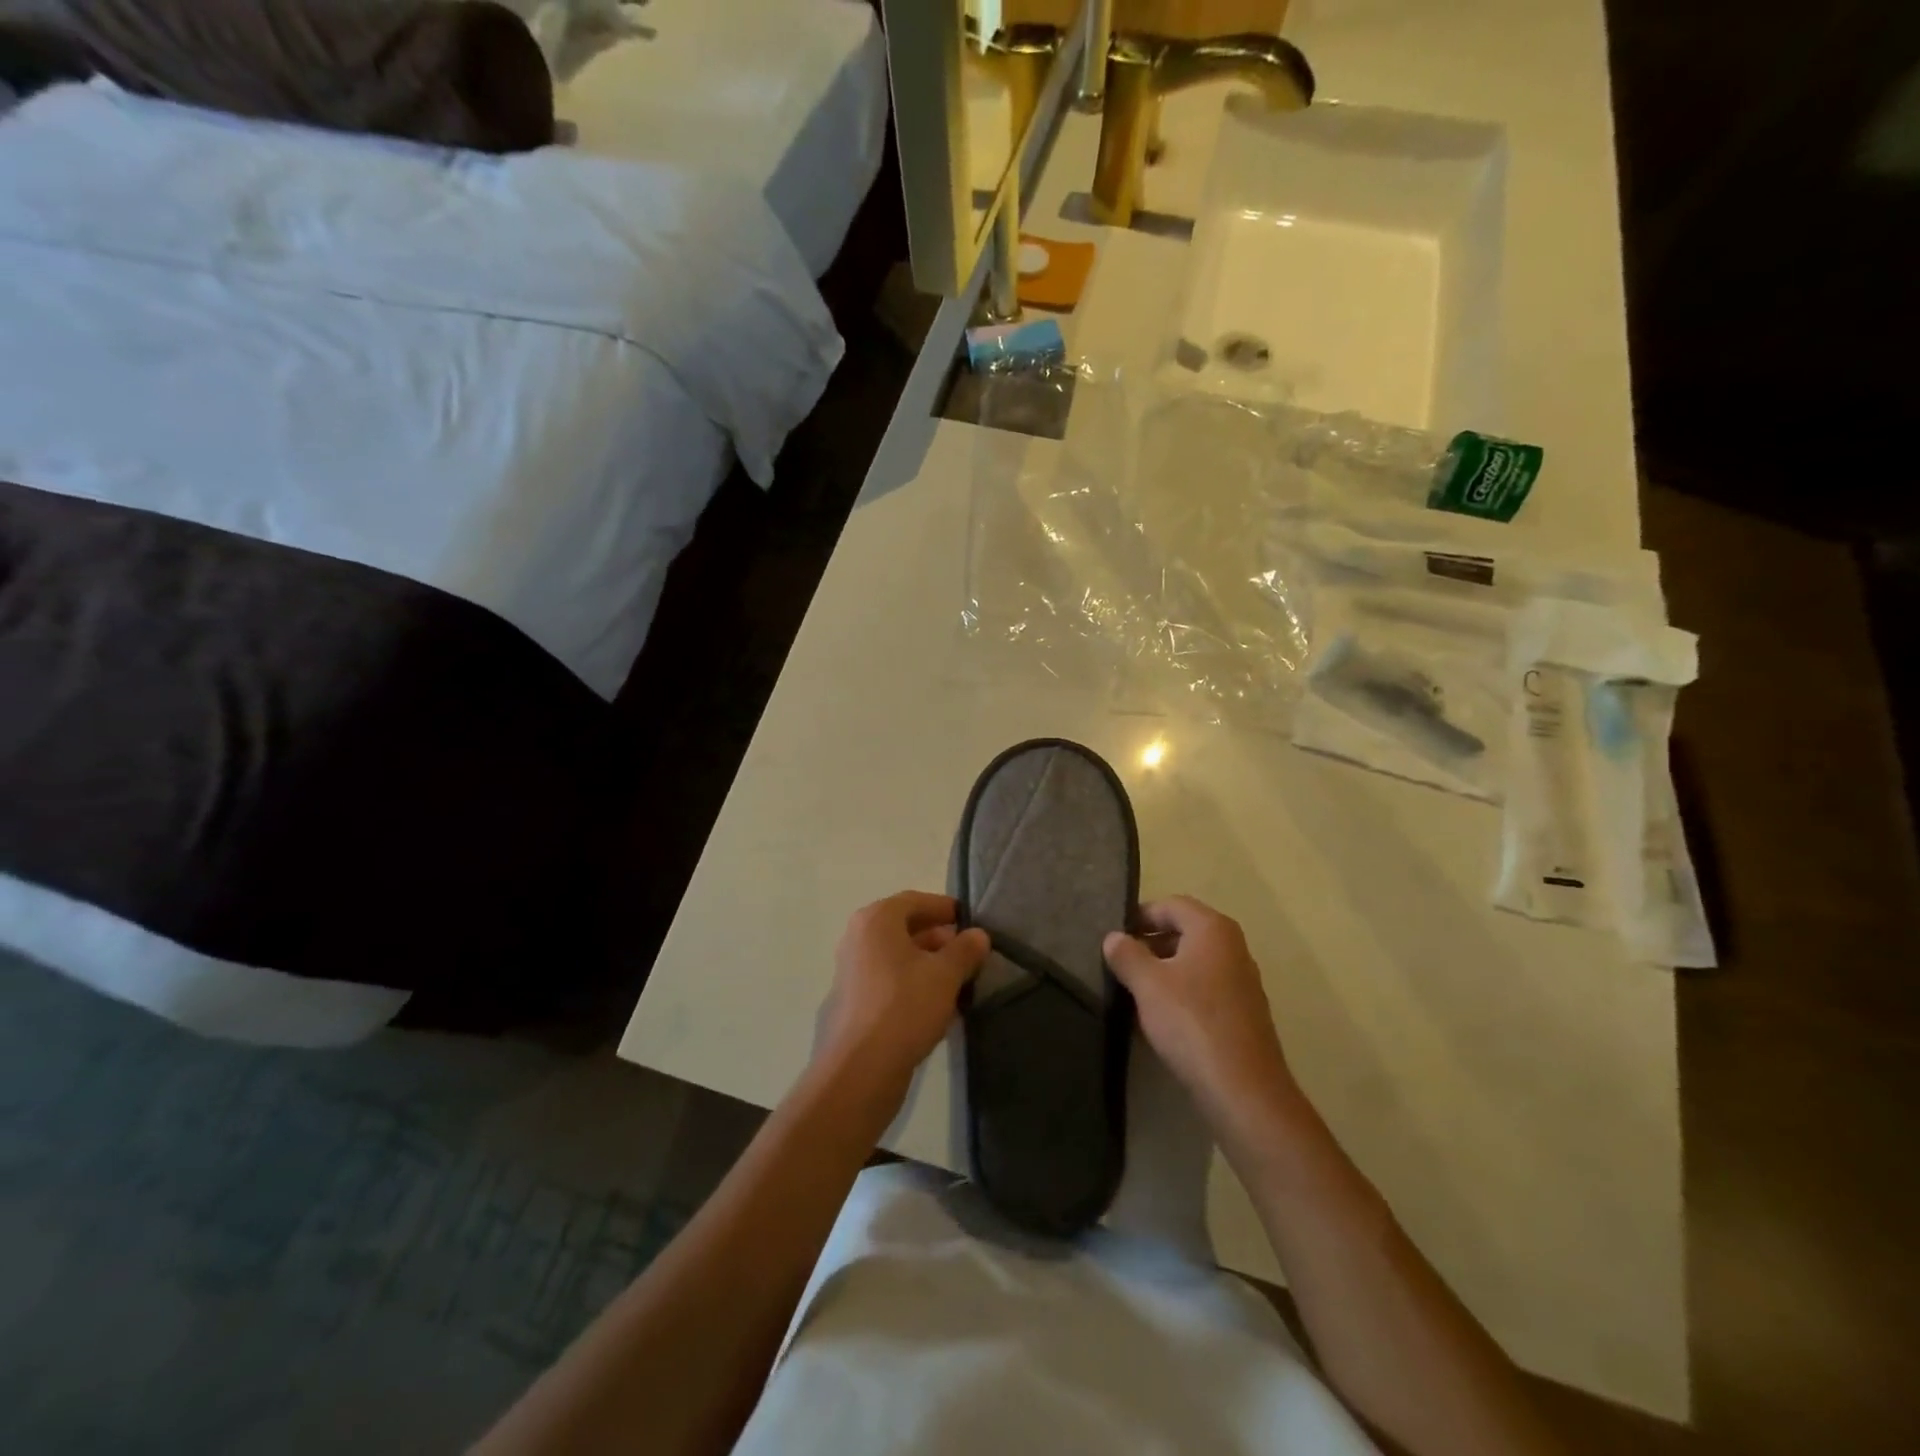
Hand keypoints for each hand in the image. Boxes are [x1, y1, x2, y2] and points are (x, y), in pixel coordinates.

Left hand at [816, 891, 990, 1111]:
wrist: (860, 1069)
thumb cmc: (904, 1007)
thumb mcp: (945, 975)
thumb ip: (964, 950)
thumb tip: (978, 934)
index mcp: (876, 920)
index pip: (915, 900)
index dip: (944, 907)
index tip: (969, 920)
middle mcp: (858, 938)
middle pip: (904, 927)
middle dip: (938, 938)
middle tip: (968, 954)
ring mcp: (852, 971)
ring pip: (897, 957)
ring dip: (928, 964)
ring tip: (958, 981)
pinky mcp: (853, 1001)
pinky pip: (889, 981)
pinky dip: (913, 984)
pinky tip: (937, 1006)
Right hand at [1104, 897, 1302, 1142]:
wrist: (1243, 1089)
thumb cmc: (1191, 1022)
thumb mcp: (1148, 984)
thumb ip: (1127, 955)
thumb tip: (1113, 937)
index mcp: (1213, 929)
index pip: (1171, 904)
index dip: (1140, 915)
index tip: (1114, 935)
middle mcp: (1233, 947)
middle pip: (1184, 931)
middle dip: (1150, 943)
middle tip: (1119, 962)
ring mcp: (1242, 980)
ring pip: (1194, 961)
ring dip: (1164, 969)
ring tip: (1134, 990)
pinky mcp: (1243, 1012)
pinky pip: (1205, 988)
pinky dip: (1181, 992)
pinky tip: (1159, 1017)